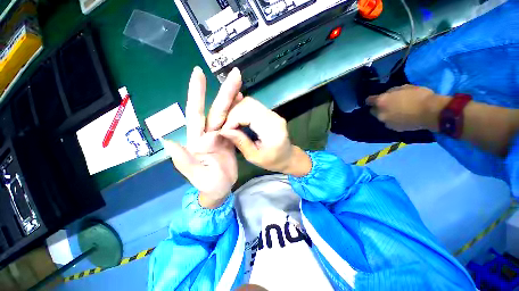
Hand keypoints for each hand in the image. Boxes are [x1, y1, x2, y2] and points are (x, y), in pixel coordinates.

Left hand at [164, 67, 242, 208]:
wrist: (220, 188)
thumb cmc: (208, 184)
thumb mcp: (196, 175)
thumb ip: (184, 161)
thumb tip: (169, 142)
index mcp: (198, 140)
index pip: (196, 113)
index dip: (196, 94)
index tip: (198, 73)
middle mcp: (209, 134)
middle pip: (217, 110)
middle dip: (224, 92)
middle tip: (235, 74)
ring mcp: (221, 135)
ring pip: (227, 115)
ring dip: (233, 100)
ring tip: (240, 86)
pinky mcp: (230, 139)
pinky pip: (235, 124)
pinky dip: (239, 113)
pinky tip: (244, 104)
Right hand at [220, 97, 311, 176]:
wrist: (288, 157)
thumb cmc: (273, 161)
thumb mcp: (254, 157)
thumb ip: (241, 142)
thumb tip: (223, 130)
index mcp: (272, 129)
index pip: (248, 113)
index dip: (232, 119)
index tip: (224, 131)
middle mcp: (273, 117)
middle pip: (248, 103)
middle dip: (232, 113)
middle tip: (226, 127)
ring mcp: (272, 113)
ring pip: (249, 102)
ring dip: (236, 111)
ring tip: (230, 124)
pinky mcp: (270, 113)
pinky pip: (253, 106)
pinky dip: (242, 112)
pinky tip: (237, 121)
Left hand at [366, 85, 440, 131]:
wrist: (431, 112)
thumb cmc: (419, 96)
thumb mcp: (404, 87)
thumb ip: (391, 92)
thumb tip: (387, 95)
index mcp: (381, 102)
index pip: (368, 100)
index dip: (372, 99)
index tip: (376, 98)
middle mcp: (380, 113)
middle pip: (373, 111)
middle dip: (378, 108)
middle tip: (388, 105)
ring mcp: (386, 122)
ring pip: (381, 118)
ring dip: (386, 115)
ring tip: (398, 112)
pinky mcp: (394, 129)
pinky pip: (390, 123)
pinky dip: (394, 121)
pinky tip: (403, 118)